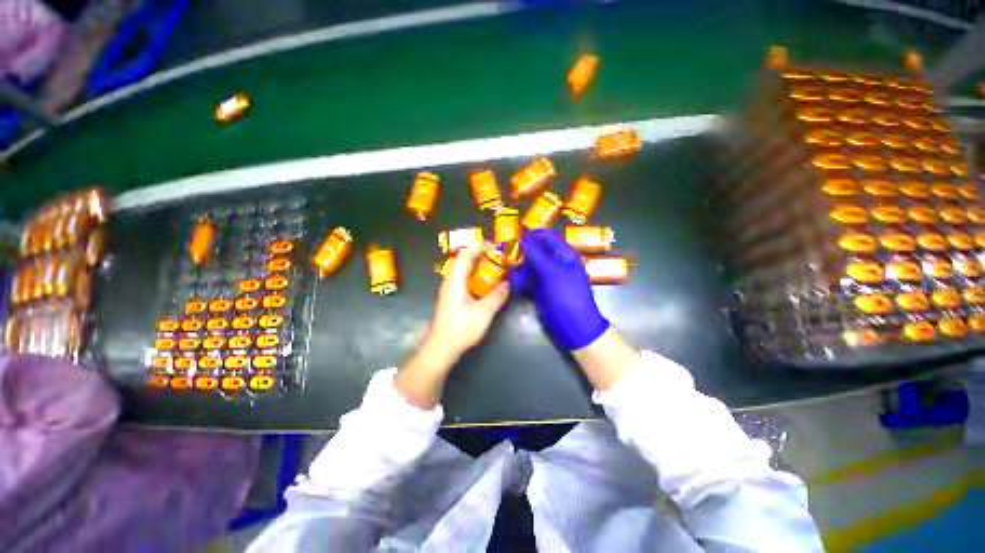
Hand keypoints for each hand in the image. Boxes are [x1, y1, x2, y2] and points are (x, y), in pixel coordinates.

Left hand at [430, 244, 510, 357]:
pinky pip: (465, 280)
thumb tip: (508, 284)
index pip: (465, 254)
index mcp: (455, 280)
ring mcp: (450, 290)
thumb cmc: (460, 328)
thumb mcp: (483, 312)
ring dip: (479, 267)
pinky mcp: (452, 298)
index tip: (496, 248)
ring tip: (496, 269)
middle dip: (482, 256)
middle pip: (464, 261)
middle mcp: (450, 281)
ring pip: (464, 271)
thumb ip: (497, 296)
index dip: (480, 247)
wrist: (441, 348)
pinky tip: (487, 286)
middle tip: (499, 258)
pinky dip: (476, 277)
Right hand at [510, 229, 609, 349]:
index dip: (534, 233)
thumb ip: (537, 255)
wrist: (573, 326)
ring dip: (518, 264)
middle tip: (504, 246)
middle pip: (538, 251)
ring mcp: (547, 278)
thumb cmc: (567, 295)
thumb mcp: (553, 273)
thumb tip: (524, 238)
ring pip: (530, 266)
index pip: (549, 237)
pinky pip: (528, 280)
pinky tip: (509, 278)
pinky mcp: (540, 290)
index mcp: (565, 255)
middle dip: (522, 249)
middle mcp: (556, 264)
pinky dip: (519, 279)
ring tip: (503, 261)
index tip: (516, 231)